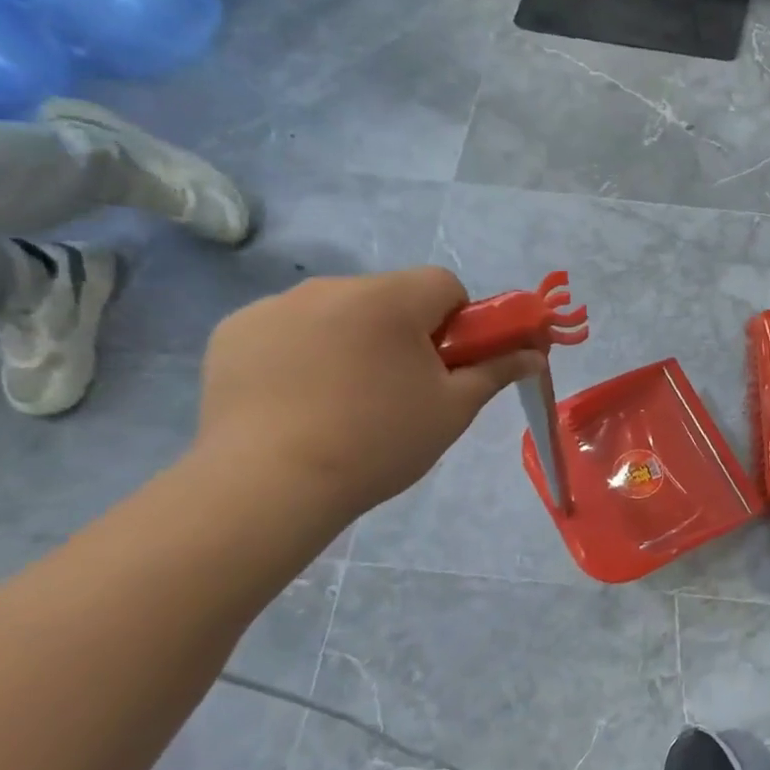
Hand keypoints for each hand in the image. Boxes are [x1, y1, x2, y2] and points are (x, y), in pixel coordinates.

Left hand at [196, 268, 539, 517]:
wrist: (269, 485)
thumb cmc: (380, 441)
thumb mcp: (454, 408)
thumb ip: (497, 369)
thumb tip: (535, 353)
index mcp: (389, 299)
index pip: (444, 284)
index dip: (459, 321)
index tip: (449, 364)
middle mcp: (331, 287)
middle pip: (391, 296)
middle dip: (406, 331)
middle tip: (403, 388)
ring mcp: (273, 307)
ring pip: (340, 311)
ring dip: (355, 339)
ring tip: (345, 400)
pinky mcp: (233, 332)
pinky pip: (290, 329)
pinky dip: (305, 352)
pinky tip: (300, 399)